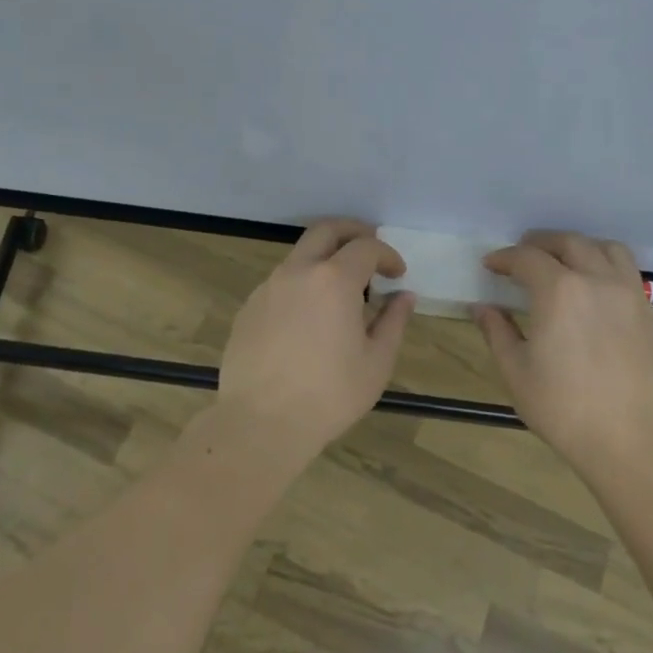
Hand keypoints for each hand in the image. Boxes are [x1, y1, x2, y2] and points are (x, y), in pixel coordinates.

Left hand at [212, 219, 416, 467]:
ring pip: (300, 255)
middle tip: (370, 249)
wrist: (260, 422)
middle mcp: (298, 271)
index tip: (398, 273)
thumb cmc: (329, 395)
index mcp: (334, 280)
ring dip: (324, 259)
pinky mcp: (249, 307)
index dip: (387, 254)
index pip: (366, 247)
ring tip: (341, 290)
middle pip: (326, 230)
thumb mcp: (376, 362)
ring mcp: (268, 287)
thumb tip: (404, 296)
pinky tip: (309, 317)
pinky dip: (302, 284)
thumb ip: (393, 321)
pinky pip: (281, 282)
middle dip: (353, 232)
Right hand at [475, 230, 652, 477]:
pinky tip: (594, 288)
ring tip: (564, 261)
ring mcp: (628, 294)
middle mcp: (596, 280)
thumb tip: (482, 307)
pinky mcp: (648, 313)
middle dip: (540, 243)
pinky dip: (605, 265)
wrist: (636, 443)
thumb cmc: (566, 410)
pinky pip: (626, 271)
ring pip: (605, 248)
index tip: (491, 265)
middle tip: (522, 255)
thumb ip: (497, 332)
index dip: (504, 258)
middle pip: (568, 242)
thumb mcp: (518, 373)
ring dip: (578, 246)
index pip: (526, 258)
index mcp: (558, 290)